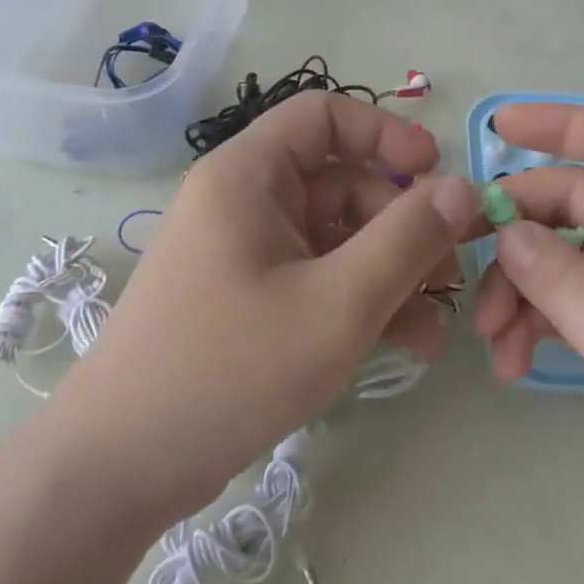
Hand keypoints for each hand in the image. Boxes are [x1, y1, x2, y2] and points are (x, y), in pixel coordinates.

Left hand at [63, 92, 479, 523]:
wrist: (119, 468)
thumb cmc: (230, 368)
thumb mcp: (337, 302)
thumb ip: (407, 239)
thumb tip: (464, 187)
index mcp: (249, 174)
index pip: (325, 115)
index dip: (387, 134)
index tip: (437, 176)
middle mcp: (244, 200)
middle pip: (342, 182)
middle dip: (402, 226)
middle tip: (448, 277)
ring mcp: (245, 252)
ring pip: (337, 237)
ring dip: (390, 273)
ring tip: (433, 329)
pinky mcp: (248, 298)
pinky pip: (317, 277)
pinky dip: (359, 300)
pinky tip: (403, 344)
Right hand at [474, 103, 583, 558]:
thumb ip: (561, 279)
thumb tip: (503, 232)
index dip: (562, 124)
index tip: (498, 125)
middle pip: (577, 205)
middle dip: (521, 232)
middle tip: (464, 256)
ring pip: (564, 258)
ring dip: (521, 289)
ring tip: (490, 338)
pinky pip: (570, 304)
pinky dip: (536, 322)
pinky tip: (511, 361)